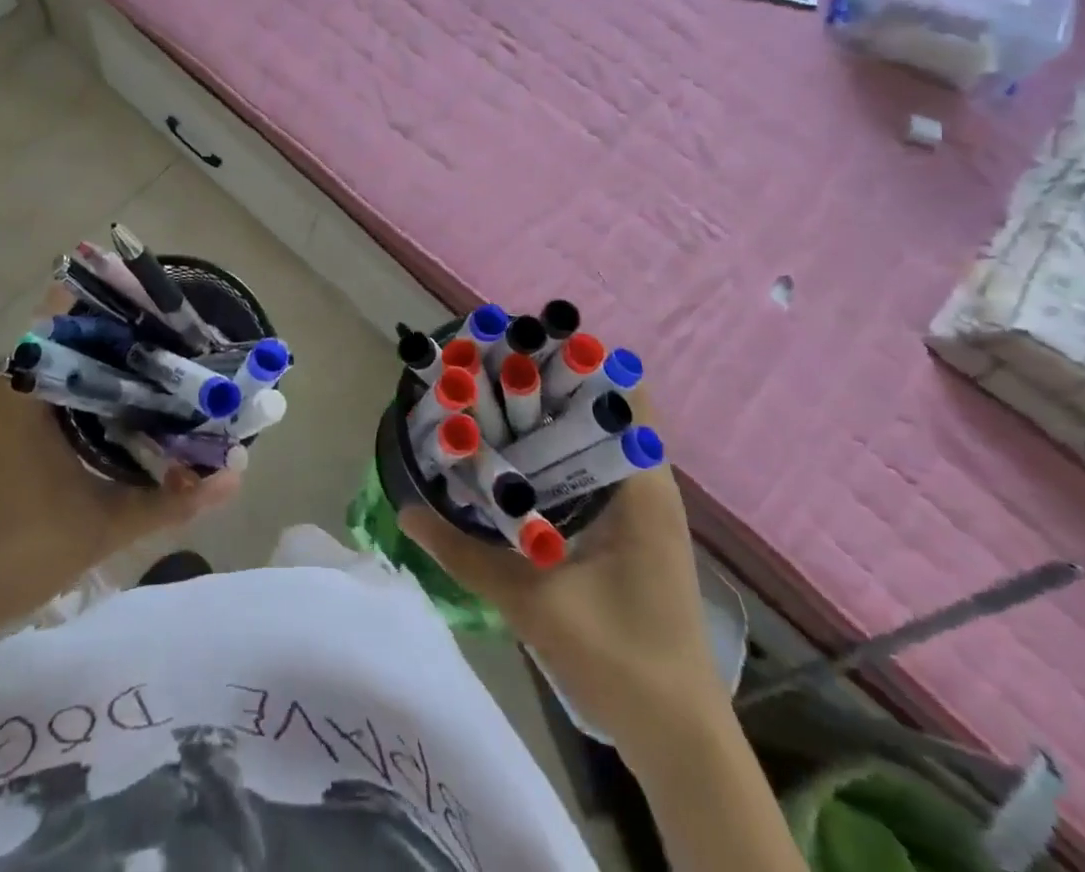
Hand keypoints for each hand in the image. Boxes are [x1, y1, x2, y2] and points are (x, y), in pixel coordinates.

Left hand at [0, 288, 240, 652]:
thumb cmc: (10, 553)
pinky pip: (68, 383)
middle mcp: (17, 375)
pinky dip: (105, 385)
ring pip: (77, 357)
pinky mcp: (14, 423)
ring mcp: (13, 399)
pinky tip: (143, 404)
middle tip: (194, 338)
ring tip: (181, 363)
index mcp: (28, 379)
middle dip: (138, 329)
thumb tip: (237, 474)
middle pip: (85, 328)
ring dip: (123, 358)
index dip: (128, 297)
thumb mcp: (101, 525)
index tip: (177, 305)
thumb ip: (172, 499)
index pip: (78, 304)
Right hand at [399, 391, 729, 757]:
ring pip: (599, 437)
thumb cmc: (618, 660)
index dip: (576, 361)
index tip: (521, 346)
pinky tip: (517, 460)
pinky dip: (561, 452)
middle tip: (492, 369)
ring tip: (496, 400)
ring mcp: (644, 507)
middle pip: (606, 406)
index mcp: (641, 487)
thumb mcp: (533, 604)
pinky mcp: (633, 528)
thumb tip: (407, 510)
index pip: (624, 394)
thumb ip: (466, 554)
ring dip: (555, 416)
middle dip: (552, 382)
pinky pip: (596, 467)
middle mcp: (648, 483)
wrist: (677, 737)